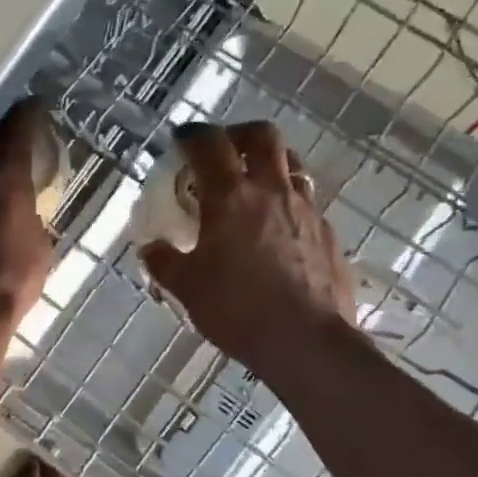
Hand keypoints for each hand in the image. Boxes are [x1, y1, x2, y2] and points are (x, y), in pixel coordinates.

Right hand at [139, 121, 358, 378]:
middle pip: (262, 136)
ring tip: (251, 184)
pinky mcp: (328, 233)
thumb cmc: (238, 311)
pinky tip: (275, 229)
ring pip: (291, 164)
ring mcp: (306, 209)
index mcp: (231, 197)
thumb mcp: (187, 288)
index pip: (209, 145)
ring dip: (268, 162)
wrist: (307, 342)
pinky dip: (286, 200)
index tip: (180, 140)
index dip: (191, 135)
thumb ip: (163, 262)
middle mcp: (272, 191)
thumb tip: (149, 247)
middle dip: (237, 134)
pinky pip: (306, 201)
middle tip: (221, 150)